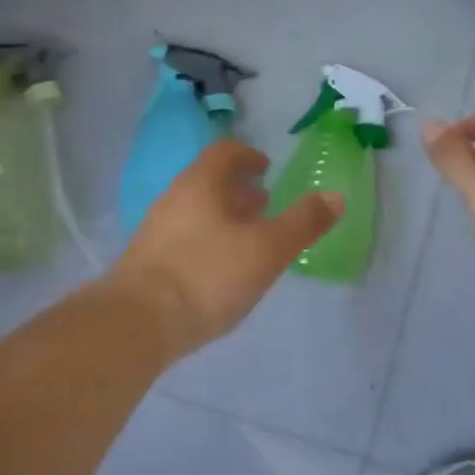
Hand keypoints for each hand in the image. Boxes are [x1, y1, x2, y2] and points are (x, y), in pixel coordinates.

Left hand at [110, 138, 342, 353]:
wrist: (138, 322)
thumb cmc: (207, 275)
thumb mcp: (266, 250)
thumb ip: (302, 223)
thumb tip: (335, 196)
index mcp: (199, 184)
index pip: (224, 152)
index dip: (248, 155)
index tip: (266, 168)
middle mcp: (173, 199)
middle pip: (208, 182)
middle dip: (238, 190)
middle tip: (265, 205)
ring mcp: (155, 231)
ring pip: (196, 212)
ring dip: (223, 218)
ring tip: (248, 240)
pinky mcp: (147, 262)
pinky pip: (184, 238)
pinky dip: (208, 241)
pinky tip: (221, 271)